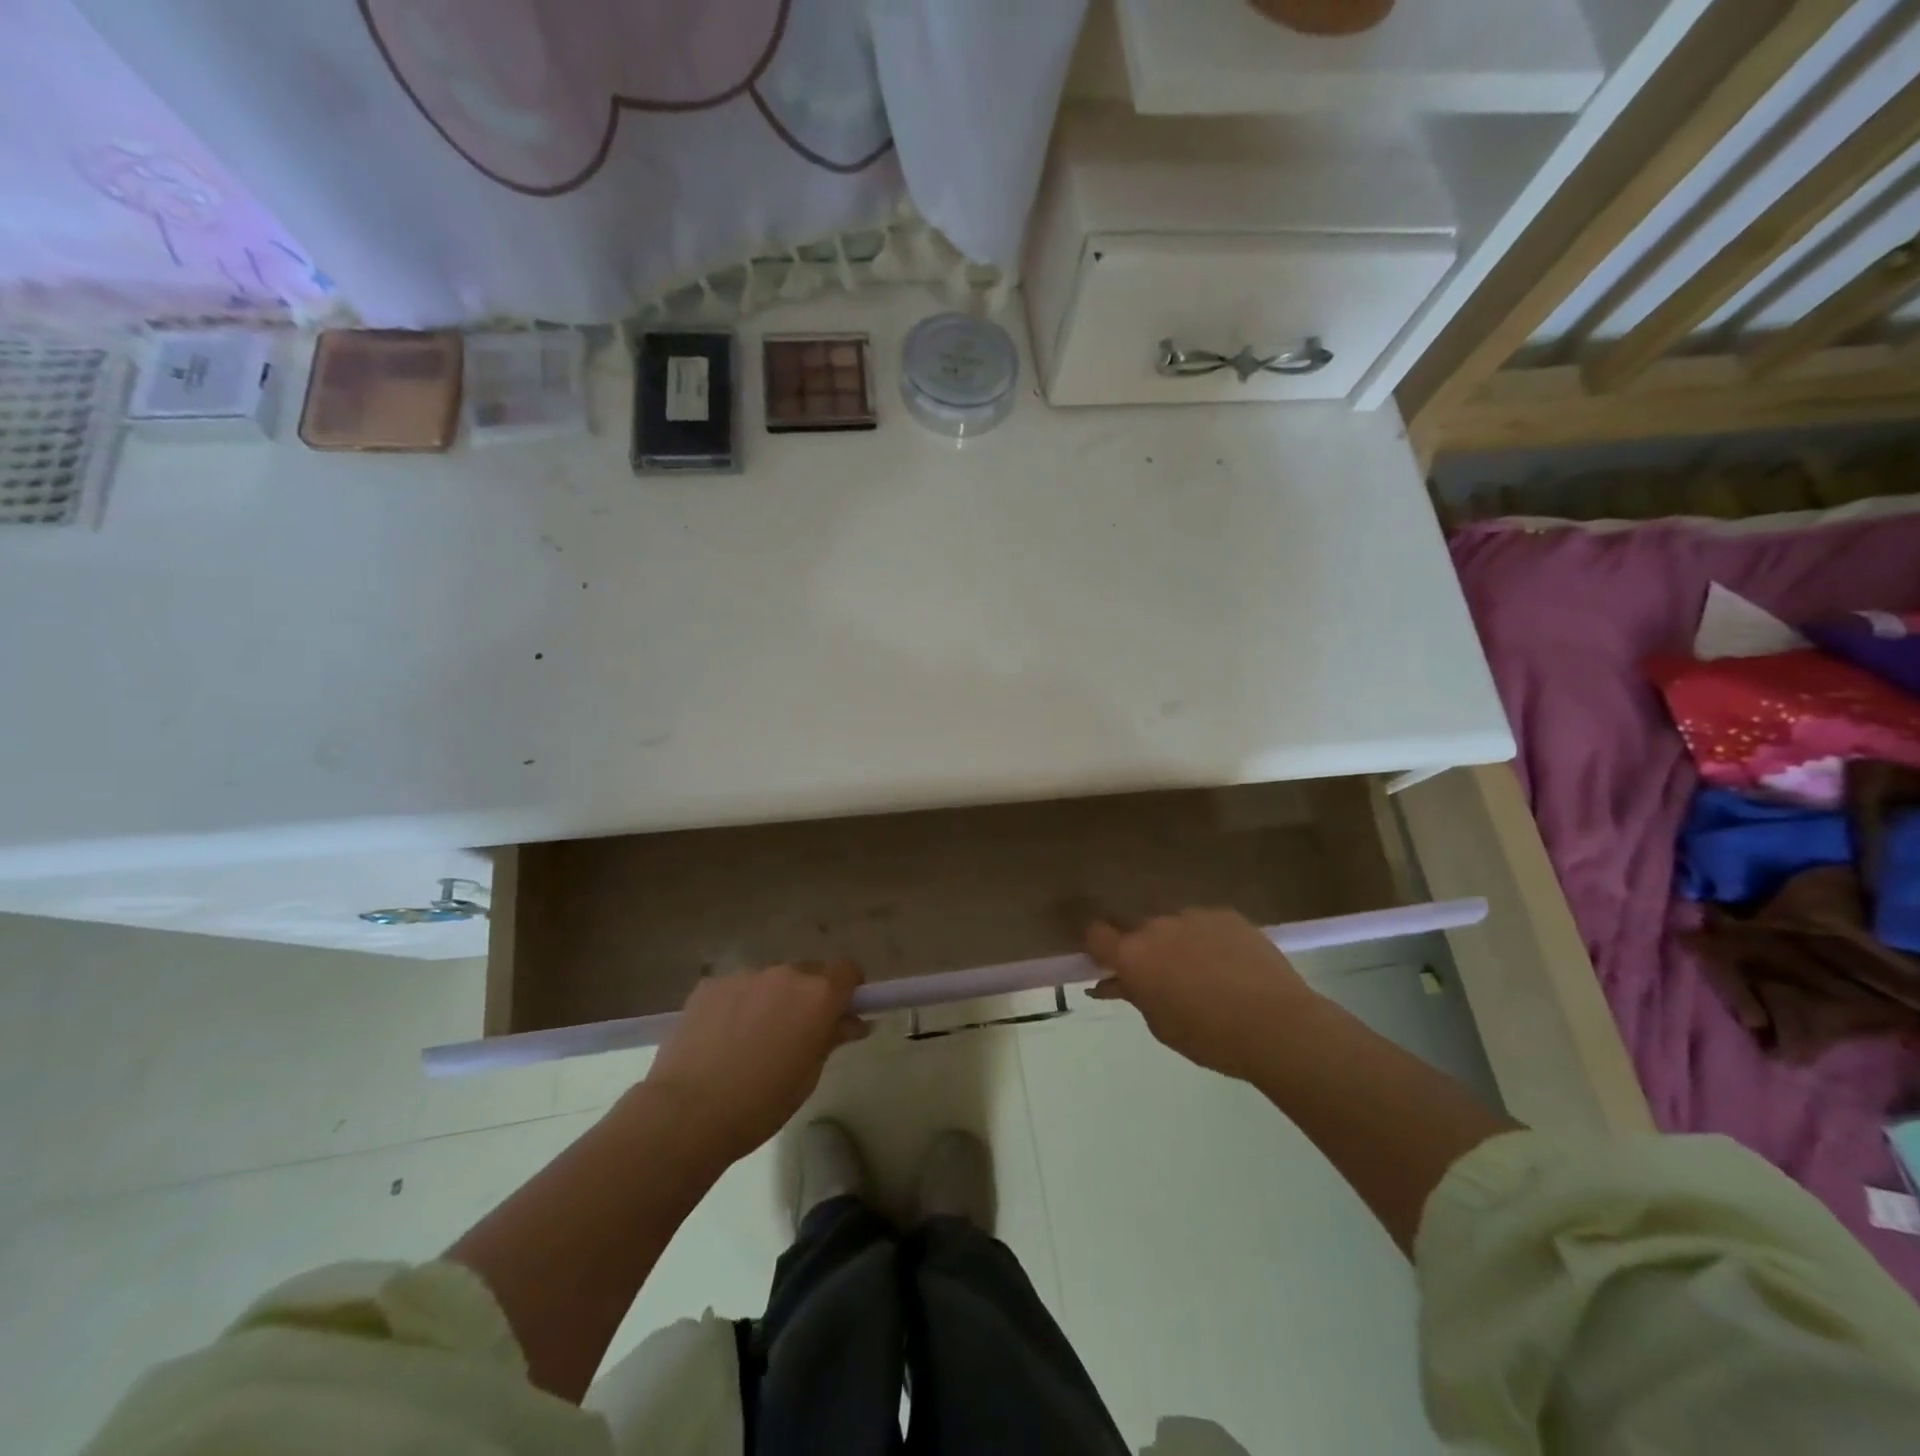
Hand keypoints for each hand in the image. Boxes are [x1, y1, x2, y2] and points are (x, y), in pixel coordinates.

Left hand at [644, 962, 868, 1163]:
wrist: (687, 1112)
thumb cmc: (761, 1103)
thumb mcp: (808, 1075)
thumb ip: (832, 1038)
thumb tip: (854, 1022)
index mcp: (818, 995)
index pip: (847, 970)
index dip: (848, 988)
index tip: (841, 1012)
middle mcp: (785, 974)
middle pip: (808, 972)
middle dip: (809, 995)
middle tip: (796, 1032)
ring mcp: (745, 976)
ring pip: (770, 981)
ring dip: (771, 999)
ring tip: (751, 1039)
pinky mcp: (710, 985)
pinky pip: (736, 989)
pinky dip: (737, 1005)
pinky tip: (722, 1038)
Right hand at [1086, 909, 1323, 1081]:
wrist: (1277, 1024)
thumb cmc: (1210, 1037)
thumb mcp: (1162, 1026)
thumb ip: (1135, 996)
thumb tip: (1114, 983)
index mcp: (1134, 955)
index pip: (1096, 934)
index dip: (1098, 947)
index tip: (1107, 963)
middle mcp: (1157, 926)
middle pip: (1140, 932)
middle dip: (1147, 951)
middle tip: (1167, 981)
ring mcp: (1194, 916)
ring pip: (1175, 927)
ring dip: (1180, 944)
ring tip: (1208, 975)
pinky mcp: (1227, 914)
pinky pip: (1206, 925)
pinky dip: (1210, 940)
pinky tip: (1233, 966)